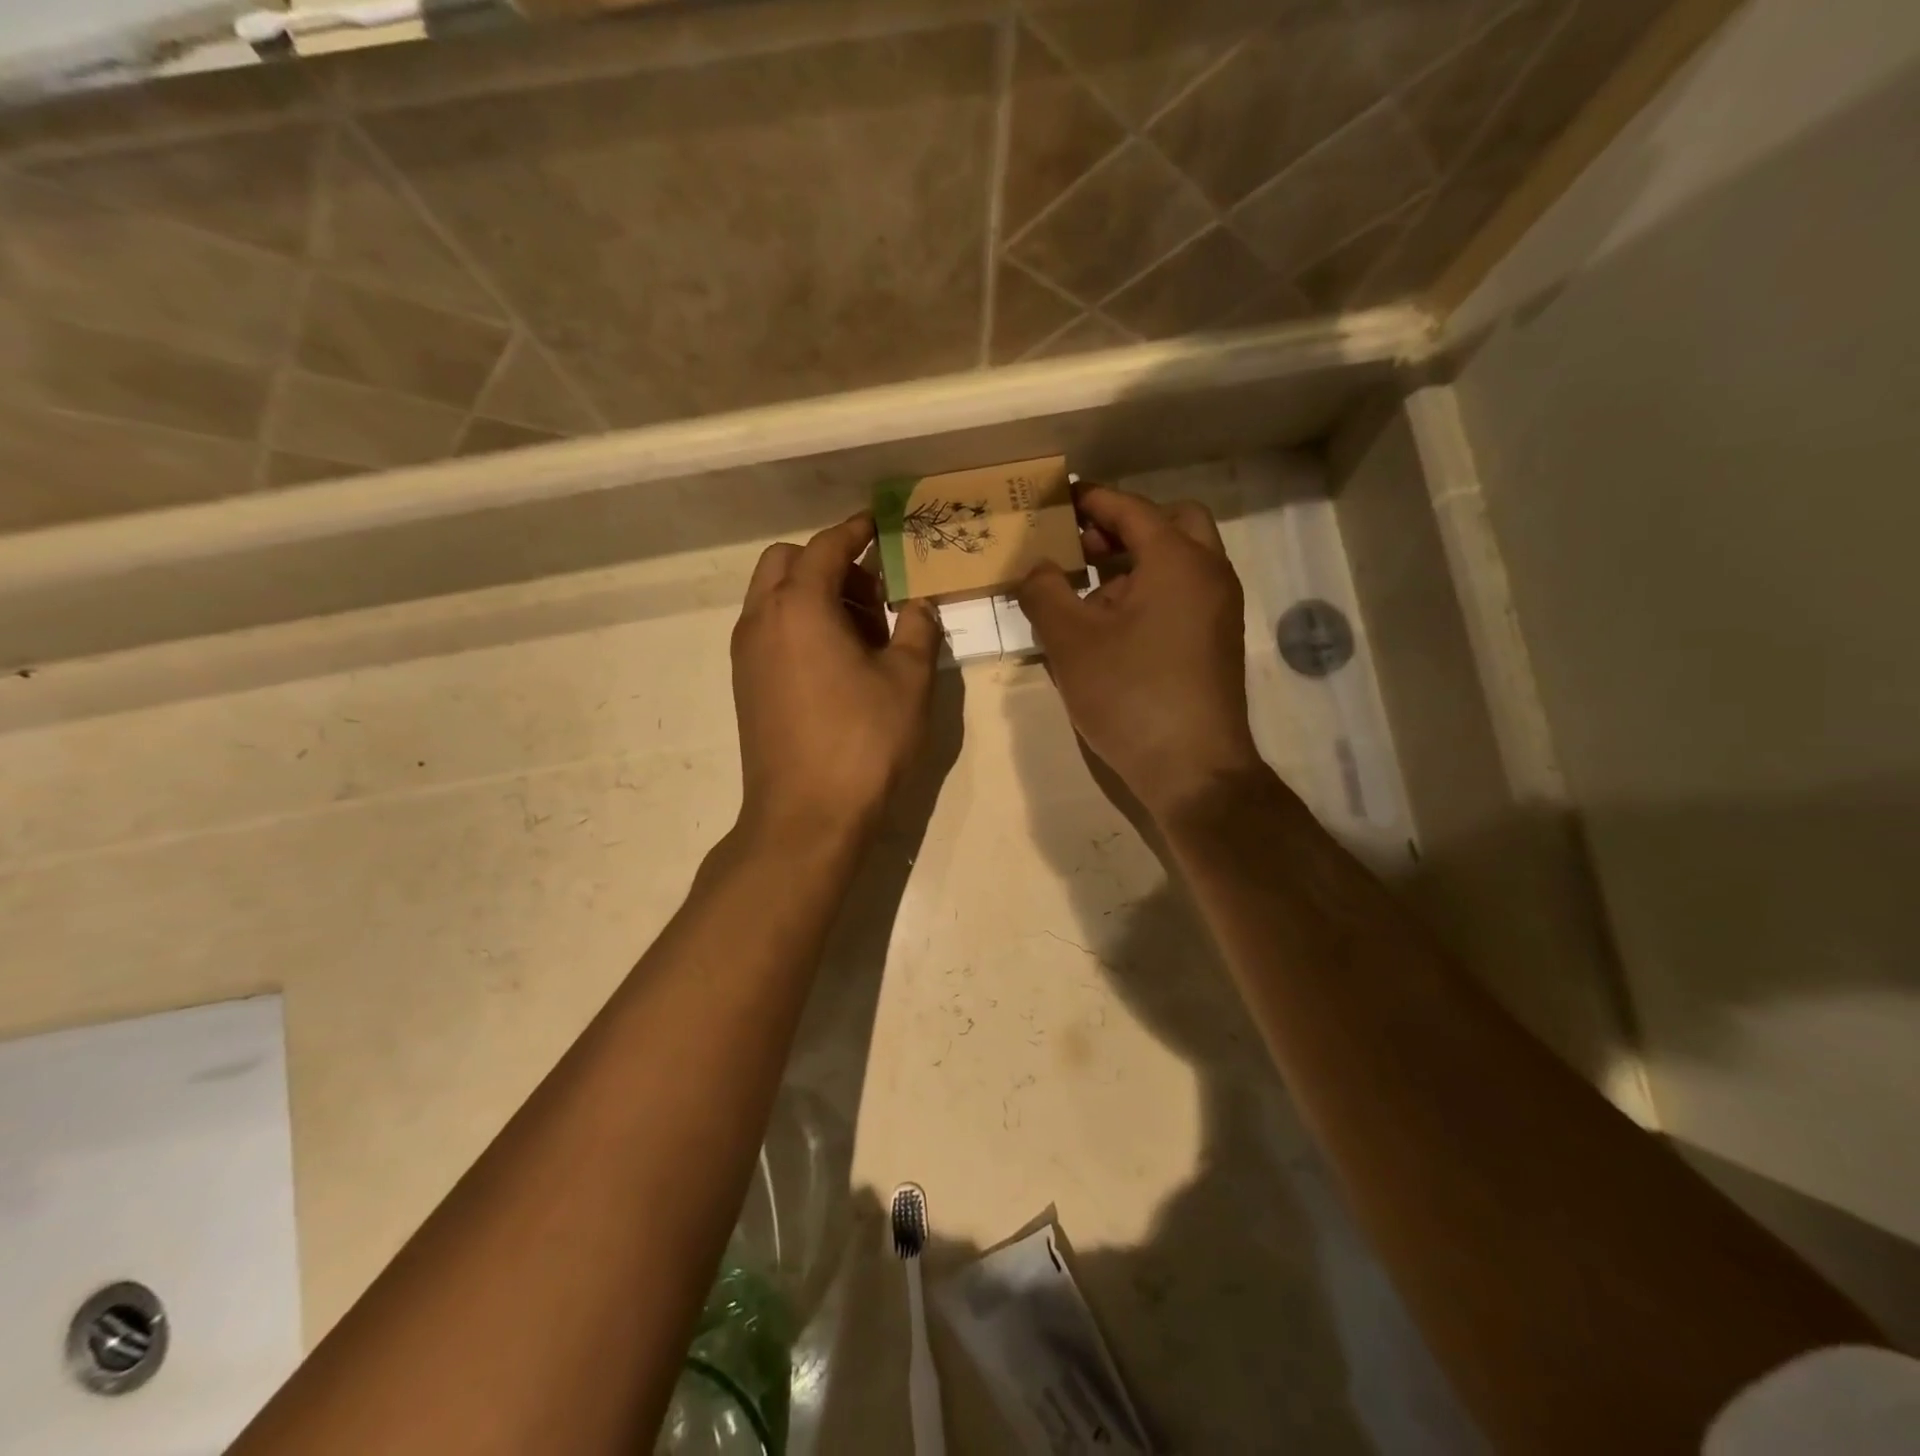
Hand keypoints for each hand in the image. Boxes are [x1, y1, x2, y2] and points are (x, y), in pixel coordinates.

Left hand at [731, 514, 940, 845]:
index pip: (827, 546)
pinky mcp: (746, 685)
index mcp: (800, 606)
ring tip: (864, 634)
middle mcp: (762, 620)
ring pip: (774, 597)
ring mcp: (747, 655)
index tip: (880, 525)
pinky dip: (800, 624)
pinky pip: (770, 630)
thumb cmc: (863, 742)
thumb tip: (918, 604)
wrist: (806, 816)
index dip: (856, 530)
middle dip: (829, 563)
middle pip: (787, 563)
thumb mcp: (908, 681)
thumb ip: (917, 629)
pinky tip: (838, 663)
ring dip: (814, 595)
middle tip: (874, 594)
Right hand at [1017, 486, 1265, 821]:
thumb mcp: (1071, 641)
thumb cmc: (1130, 695)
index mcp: (1177, 560)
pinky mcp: (1217, 641)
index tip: (1058, 500)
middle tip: (1082, 548)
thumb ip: (1044, 592)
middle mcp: (1209, 573)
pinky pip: (1183, 594)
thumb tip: (1036, 568)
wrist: (1192, 768)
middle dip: (1124, 527)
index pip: (1130, 509)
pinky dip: (1150, 591)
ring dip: (1135, 562)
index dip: (1091, 500)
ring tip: (1085, 593)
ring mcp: (1219, 609)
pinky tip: (1110, 628)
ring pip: (1179, 561)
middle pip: (1170, 524)